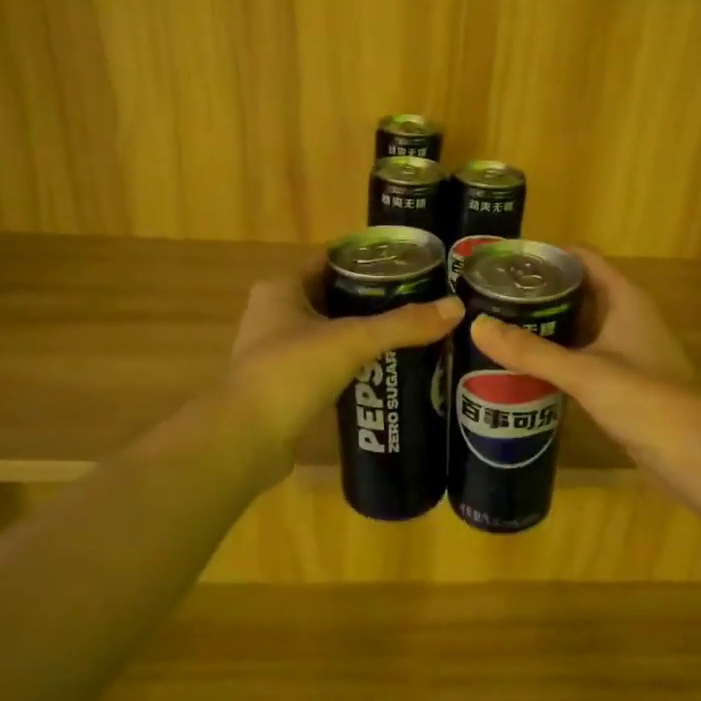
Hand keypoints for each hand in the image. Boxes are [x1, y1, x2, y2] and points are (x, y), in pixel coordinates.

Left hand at [227, 262, 462, 470]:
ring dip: (365, 335)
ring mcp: (278, 351)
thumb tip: (456, 307)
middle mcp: (276, 313)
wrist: (244, 440)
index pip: (333, 261)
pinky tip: (386, 371)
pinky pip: (328, 364)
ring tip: (412, 336)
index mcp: (283, 288)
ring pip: (332, 333)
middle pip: (335, 297)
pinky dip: (353, 365)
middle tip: (421, 304)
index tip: (413, 268)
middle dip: (375, 301)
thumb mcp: (351, 341)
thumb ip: (402, 325)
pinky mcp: (287, 385)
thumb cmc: (290, 374)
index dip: (371, 262)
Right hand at [468, 248, 700, 464]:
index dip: (545, 255)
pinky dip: (556, 351)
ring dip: (545, 323)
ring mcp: (625, 347)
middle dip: (538, 291)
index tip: (504, 262)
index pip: (582, 258)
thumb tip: (477, 326)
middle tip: (490, 297)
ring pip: (578, 323)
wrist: (690, 452)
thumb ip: (529, 351)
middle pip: (577, 289)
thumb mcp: (582, 372)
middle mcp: (626, 315)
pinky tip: (525, 363)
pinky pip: (582, 352)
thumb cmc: (642, 398)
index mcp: (624, 298)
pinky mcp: (621, 376)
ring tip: (499, 325)